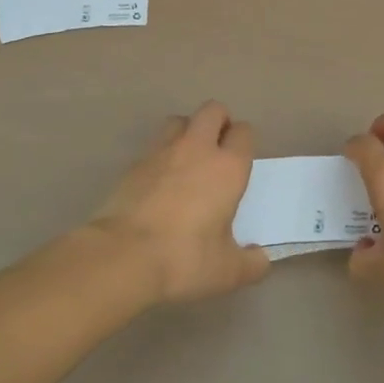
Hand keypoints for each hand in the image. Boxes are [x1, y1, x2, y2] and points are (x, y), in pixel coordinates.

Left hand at [90, 101, 270, 303]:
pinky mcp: (134, 163)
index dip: (244, 141)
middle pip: (213, 110)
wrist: (123, 255)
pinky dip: (161, 155)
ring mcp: (162, 151)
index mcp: (228, 167)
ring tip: (187, 158)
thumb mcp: (227, 272)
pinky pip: (154, 146)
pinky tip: (159, 181)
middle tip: (218, 149)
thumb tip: (260, 259)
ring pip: (180, 120)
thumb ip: (250, 263)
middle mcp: (197, 149)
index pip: (244, 132)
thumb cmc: (185, 258)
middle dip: (219, 122)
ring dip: (187, 131)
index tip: (241, 159)